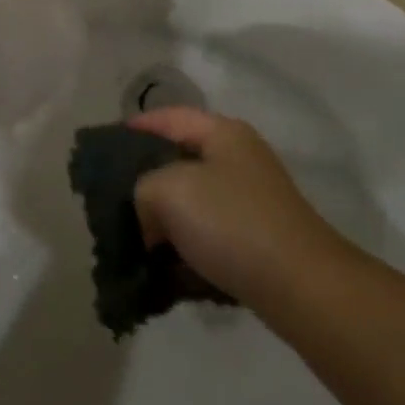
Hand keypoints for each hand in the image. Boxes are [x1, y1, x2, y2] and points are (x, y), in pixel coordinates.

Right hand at [127, 108, 337, 304]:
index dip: (134, 128)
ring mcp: (251, 201)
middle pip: (179, 161)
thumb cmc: (231, 222)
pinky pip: (208, 237)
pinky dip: (186, 250)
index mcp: (222, 133)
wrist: (301, 287)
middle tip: (113, 202)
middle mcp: (238, 159)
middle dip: (145, 182)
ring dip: (164, 222)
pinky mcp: (256, 241)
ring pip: (192, 203)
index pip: (168, 117)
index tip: (103, 149)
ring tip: (133, 242)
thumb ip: (142, 189)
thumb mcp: (168, 190)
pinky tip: (165, 272)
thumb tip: (150, 218)